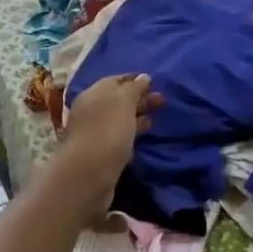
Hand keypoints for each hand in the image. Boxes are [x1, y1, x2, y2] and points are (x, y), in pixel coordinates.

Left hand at [55, 73, 160, 211]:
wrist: (88, 174)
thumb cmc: (107, 131)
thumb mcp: (123, 102)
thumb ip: (134, 88)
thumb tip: (144, 77)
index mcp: (93, 94)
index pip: (116, 80)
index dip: (135, 80)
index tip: (155, 82)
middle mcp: (90, 110)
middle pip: (118, 100)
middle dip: (140, 99)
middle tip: (163, 102)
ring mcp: (93, 133)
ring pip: (119, 119)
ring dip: (137, 117)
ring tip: (156, 119)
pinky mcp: (99, 153)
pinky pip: (118, 137)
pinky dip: (131, 134)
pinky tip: (142, 139)